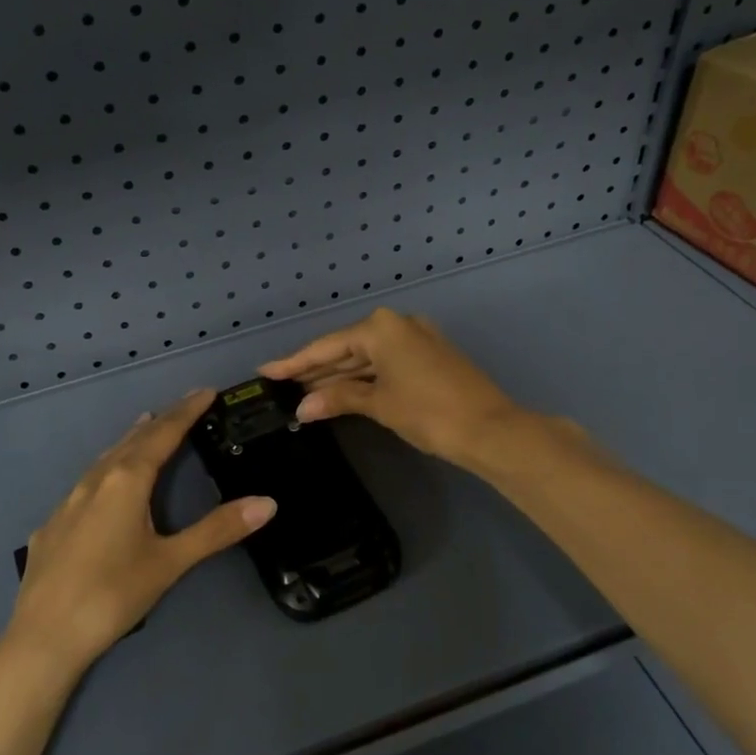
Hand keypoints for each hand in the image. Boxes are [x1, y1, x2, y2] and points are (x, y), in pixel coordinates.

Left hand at [11, 389, 276, 673]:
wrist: (43, 637)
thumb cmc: (113, 595)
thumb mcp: (170, 562)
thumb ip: (217, 530)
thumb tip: (267, 503)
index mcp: (126, 481)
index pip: (163, 434)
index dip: (186, 411)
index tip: (205, 391)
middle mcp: (95, 481)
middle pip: (133, 440)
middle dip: (161, 420)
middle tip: (184, 406)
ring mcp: (67, 502)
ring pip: (105, 458)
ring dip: (130, 440)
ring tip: (146, 427)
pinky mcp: (51, 526)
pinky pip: (85, 482)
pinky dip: (106, 468)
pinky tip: (105, 484)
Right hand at [258, 307, 532, 467]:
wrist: (490, 429)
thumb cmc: (429, 412)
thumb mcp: (379, 404)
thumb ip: (338, 398)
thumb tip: (302, 408)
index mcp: (381, 328)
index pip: (327, 346)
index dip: (294, 362)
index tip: (265, 371)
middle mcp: (396, 325)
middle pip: (345, 349)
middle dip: (315, 370)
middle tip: (281, 386)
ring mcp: (415, 340)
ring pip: (365, 358)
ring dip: (337, 377)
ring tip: (302, 394)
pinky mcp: (426, 357)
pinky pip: (383, 364)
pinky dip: (362, 379)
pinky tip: (339, 393)